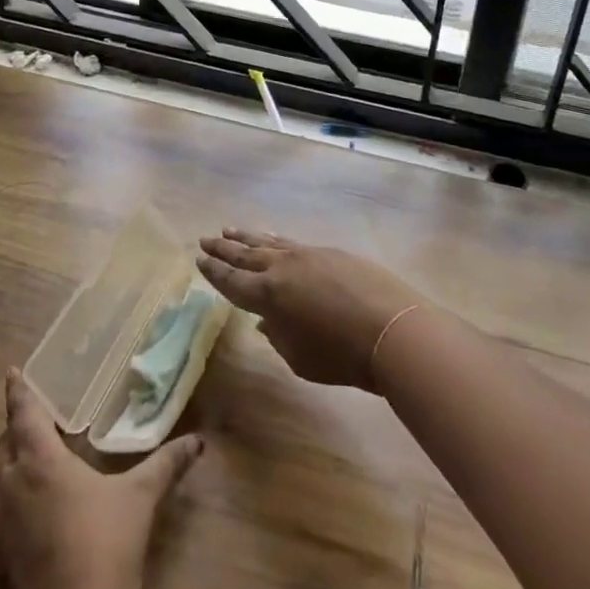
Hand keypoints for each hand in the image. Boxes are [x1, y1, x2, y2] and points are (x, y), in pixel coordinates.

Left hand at [0, 369, 204, 588]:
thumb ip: (167, 463)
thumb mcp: (141, 498)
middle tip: (40, 417)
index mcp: (39, 462)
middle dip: (17, 426)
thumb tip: (198, 440)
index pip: (23, 414)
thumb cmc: (106, 549)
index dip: (18, 391)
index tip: (13, 371)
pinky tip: (7, 508)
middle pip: (3, 443)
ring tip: (22, 457)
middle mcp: (10, 485)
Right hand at [196, 229, 422, 387]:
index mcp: (267, 295)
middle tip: (206, 239)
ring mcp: (306, 255)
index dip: (214, 272)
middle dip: (224, 248)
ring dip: (246, 238)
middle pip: (245, 254)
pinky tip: (271, 238)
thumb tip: (267, 320)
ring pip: (268, 243)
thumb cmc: (341, 356)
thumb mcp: (300, 358)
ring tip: (229, 230)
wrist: (390, 328)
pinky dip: (274, 240)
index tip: (199, 260)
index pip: (232, 280)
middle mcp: (281, 268)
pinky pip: (290, 242)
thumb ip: (278, 335)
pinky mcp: (328, 252)